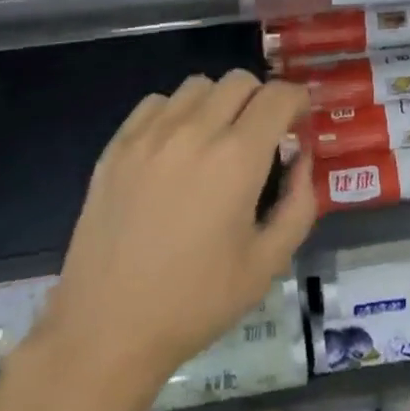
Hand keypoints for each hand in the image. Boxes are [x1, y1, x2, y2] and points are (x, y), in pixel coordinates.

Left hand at [35, 72, 314, 398]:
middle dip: (262, 99)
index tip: (299, 122)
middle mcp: (194, 132)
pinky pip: (156, 103)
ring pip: (198, 86)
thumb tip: (302, 158)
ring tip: (216, 140)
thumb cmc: (196, 302)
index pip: (278, 96)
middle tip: (262, 135)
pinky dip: (176, 112)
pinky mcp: (116, 147)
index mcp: (237, 159)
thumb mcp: (268, 263)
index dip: (297, 100)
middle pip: (240, 80)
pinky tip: (175, 149)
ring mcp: (149, 136)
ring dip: (219, 103)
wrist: (107, 330)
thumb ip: (299, 203)